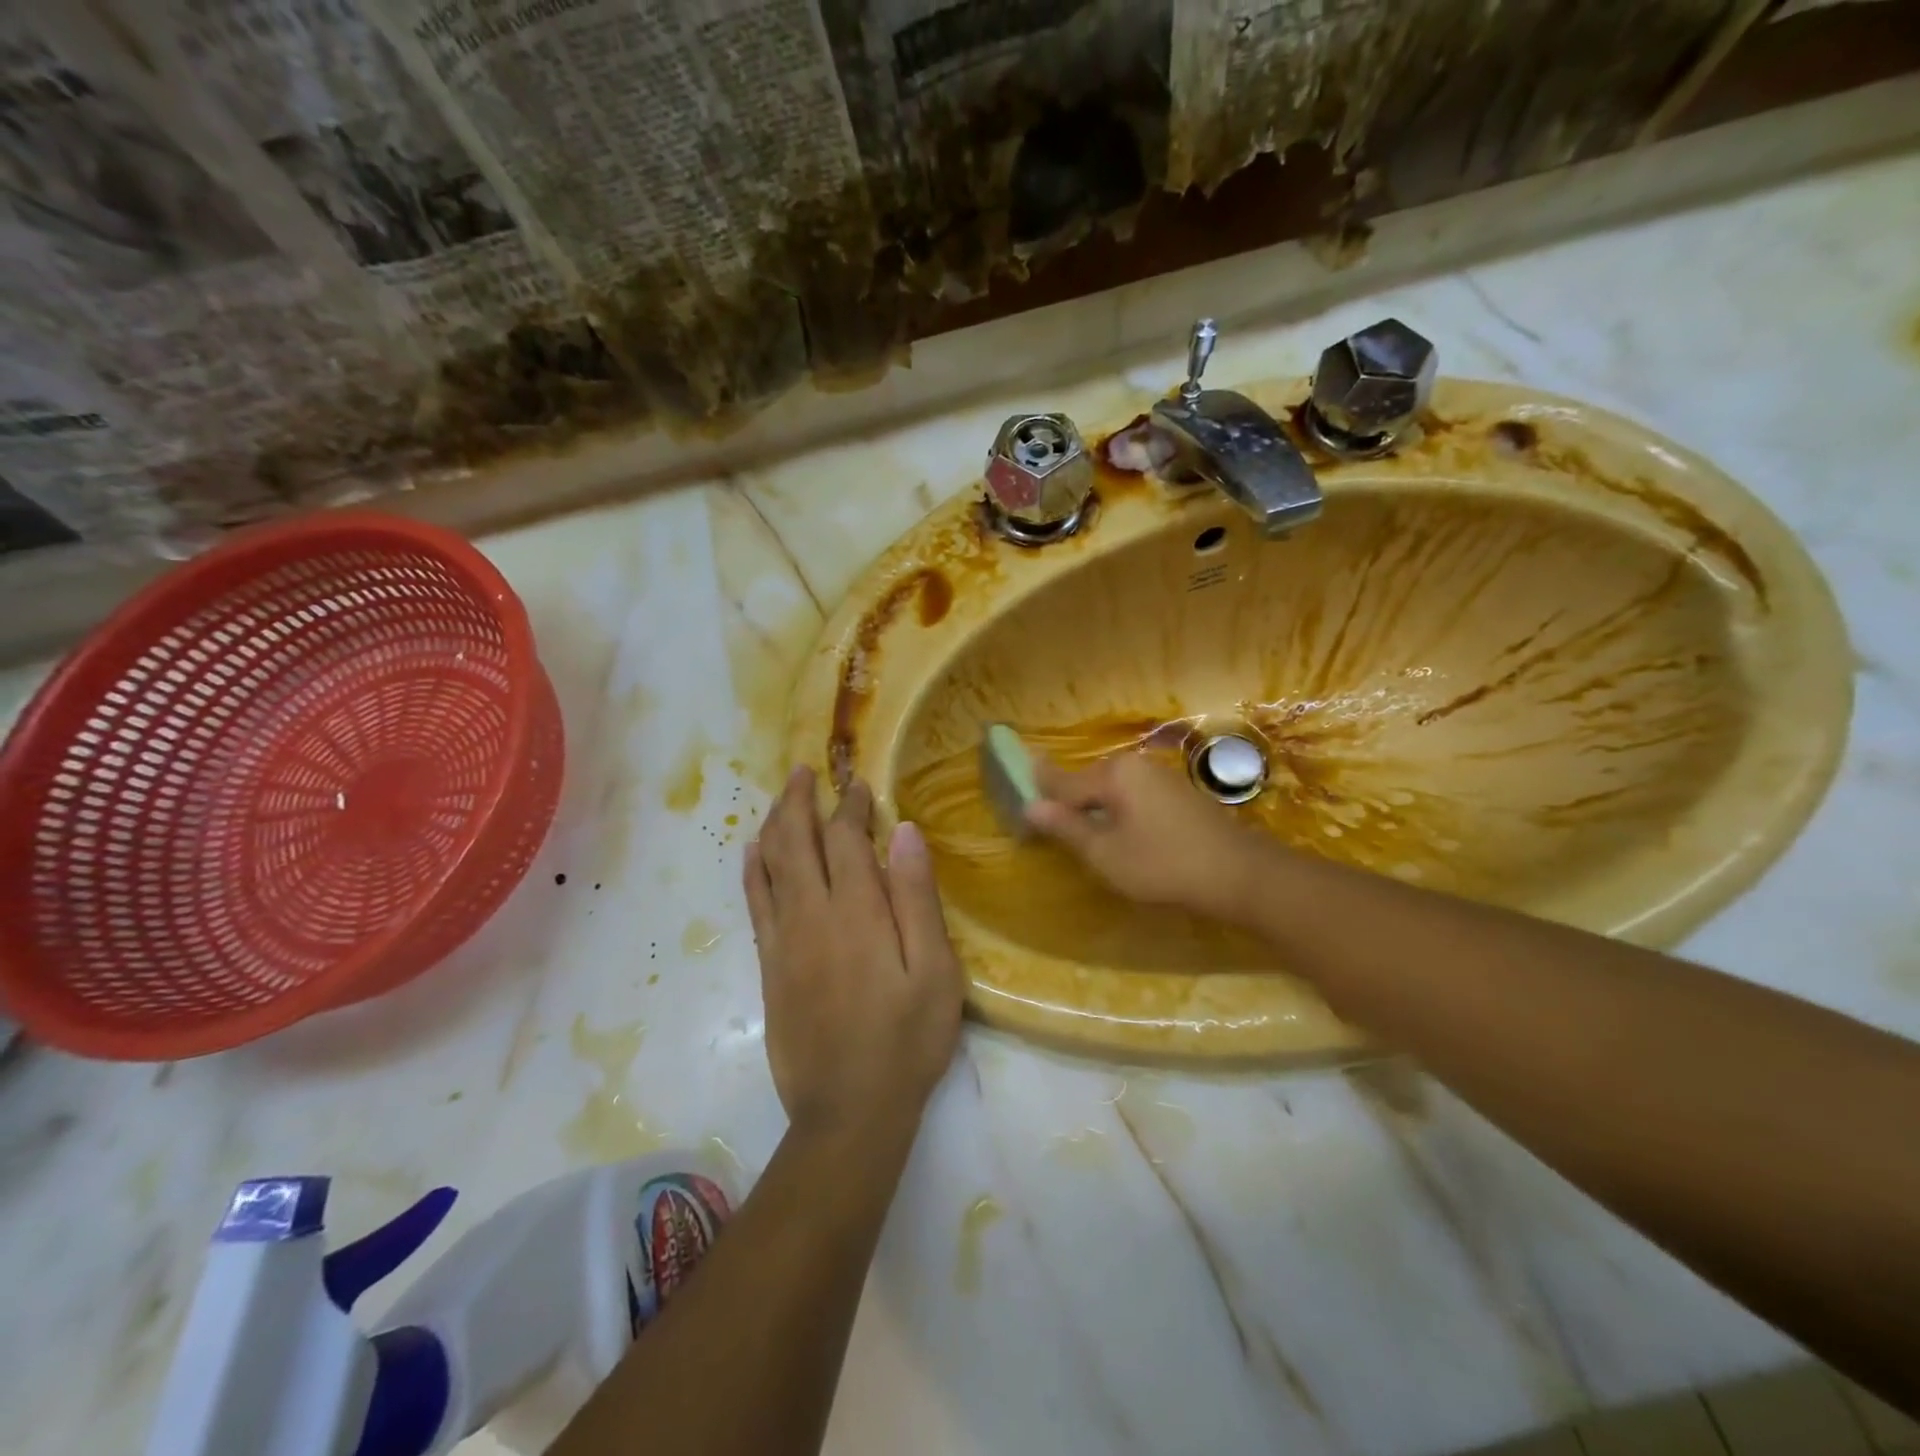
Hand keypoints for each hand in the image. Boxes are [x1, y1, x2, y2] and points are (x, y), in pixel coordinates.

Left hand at [745, 768, 963, 1142]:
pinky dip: (752, 869)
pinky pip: (754, 902)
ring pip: (770, 864)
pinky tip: (753, 851)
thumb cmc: (907, 1040)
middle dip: (801, 800)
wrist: (848, 1111)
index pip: (847, 839)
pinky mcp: (768, 965)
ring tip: (781, 797)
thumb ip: (918, 898)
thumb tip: (905, 832)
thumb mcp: (935, 971)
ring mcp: (784, 940)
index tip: (860, 786)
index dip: (852, 807)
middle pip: (797, 841)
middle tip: (807, 771)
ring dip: (774, 824)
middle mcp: (812, 914)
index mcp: (858, 911)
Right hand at [1026, 750, 1264, 919]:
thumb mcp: (1105, 853)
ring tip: (1082, 834)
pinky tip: (1121, 834)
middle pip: (1087, 782)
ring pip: (1112, 789)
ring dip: (1094, 809)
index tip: (1018, 803)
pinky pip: (1134, 796)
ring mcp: (1160, 776)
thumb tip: (1030, 805)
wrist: (1240, 874)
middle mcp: (1135, 764)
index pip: (1061, 782)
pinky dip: (1119, 811)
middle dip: (1067, 802)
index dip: (1039, 797)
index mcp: (1113, 773)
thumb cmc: (1163, 865)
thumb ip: (1066, 827)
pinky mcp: (1178, 793)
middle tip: (1050, 828)